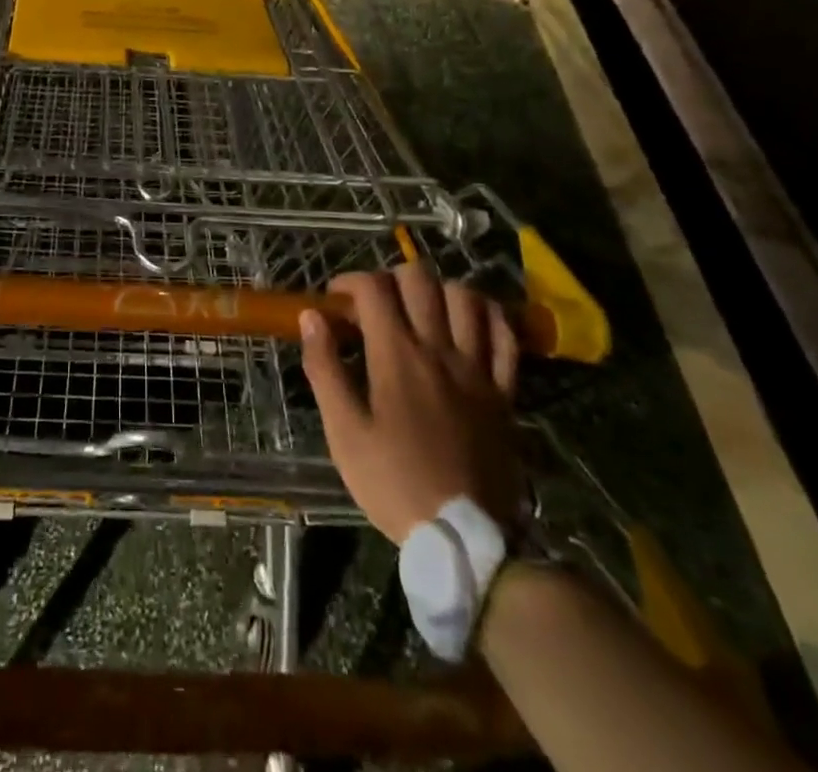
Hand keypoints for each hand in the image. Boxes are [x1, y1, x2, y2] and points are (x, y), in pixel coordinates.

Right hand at [299, 263, 523, 544]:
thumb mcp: (344, 432)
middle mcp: (439, 349)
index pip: (373, 289)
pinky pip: (505, 336)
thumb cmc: (394, 483)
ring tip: (422, 309)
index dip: (350, 282)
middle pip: (420, 280)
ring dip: (439, 291)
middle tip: (377, 304)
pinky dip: (489, 317)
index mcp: (396, 356)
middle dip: (391, 278)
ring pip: (466, 298)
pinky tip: (472, 321)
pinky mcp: (504, 392)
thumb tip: (312, 318)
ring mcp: (477, 369)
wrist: (466, 540)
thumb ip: (325, 369)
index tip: (336, 301)